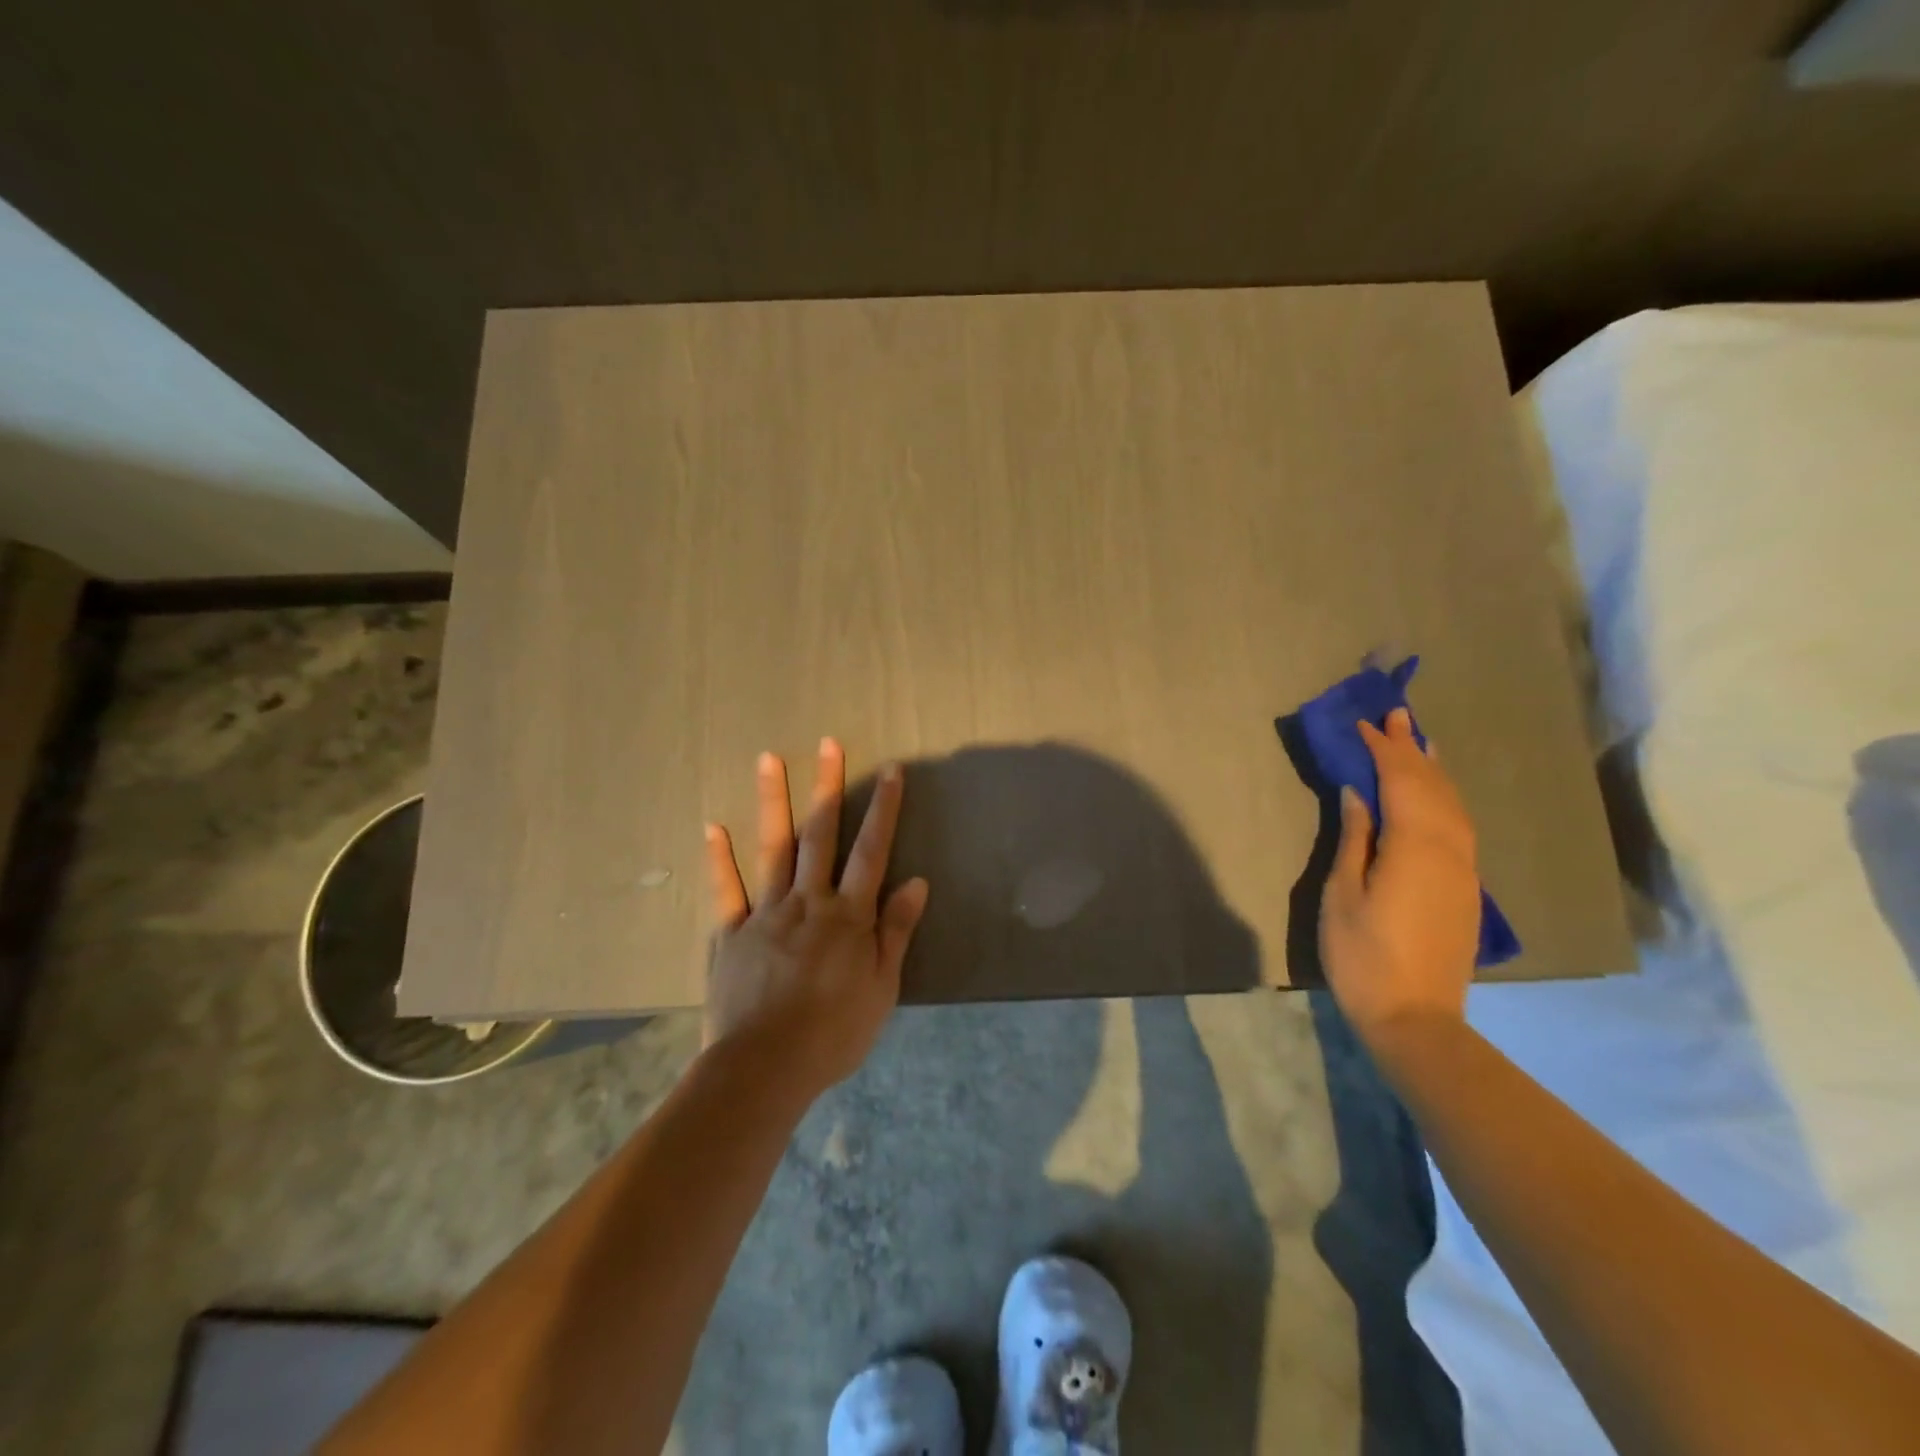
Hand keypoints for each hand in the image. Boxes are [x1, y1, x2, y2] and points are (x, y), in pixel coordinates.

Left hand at [702, 738, 929, 1099]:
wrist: (764, 1068)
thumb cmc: (833, 1032)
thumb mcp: (881, 987)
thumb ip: (896, 931)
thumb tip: (917, 881)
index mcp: (848, 915)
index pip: (872, 851)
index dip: (883, 809)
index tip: (890, 771)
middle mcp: (808, 901)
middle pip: (821, 835)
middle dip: (827, 787)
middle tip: (828, 743)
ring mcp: (766, 913)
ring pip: (773, 848)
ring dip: (773, 802)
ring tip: (768, 759)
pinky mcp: (731, 933)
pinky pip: (726, 891)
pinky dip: (719, 859)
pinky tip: (713, 827)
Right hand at [1320, 708, 1479, 1047]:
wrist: (1414, 1018)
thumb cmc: (1362, 956)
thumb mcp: (1342, 894)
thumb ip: (1355, 838)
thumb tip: (1359, 793)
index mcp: (1414, 848)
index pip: (1401, 783)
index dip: (1383, 750)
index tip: (1364, 724)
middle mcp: (1449, 850)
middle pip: (1434, 787)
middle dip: (1413, 749)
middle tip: (1397, 715)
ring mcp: (1464, 870)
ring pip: (1454, 805)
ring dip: (1435, 770)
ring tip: (1420, 742)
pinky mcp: (1466, 887)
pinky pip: (1459, 826)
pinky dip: (1445, 798)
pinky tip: (1435, 794)